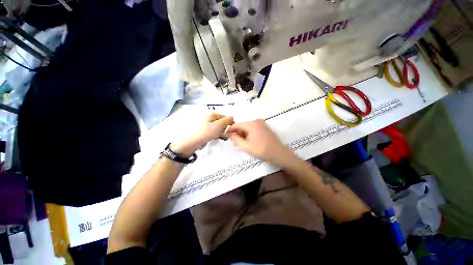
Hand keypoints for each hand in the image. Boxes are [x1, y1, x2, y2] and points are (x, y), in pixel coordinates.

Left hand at [171, 113, 233, 156]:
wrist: (190, 142)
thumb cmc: (205, 132)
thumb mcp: (218, 125)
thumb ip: (226, 120)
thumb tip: (232, 116)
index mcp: (212, 115)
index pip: (224, 116)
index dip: (229, 122)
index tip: (233, 129)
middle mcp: (208, 118)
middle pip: (221, 122)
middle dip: (225, 128)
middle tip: (227, 134)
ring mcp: (205, 125)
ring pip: (217, 128)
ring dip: (222, 132)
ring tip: (224, 138)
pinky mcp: (203, 132)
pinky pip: (212, 132)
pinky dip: (216, 134)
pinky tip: (218, 138)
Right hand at [229, 120, 295, 167]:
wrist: (279, 153)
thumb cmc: (261, 150)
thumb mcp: (246, 146)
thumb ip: (235, 139)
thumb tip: (229, 133)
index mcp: (251, 124)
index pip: (236, 124)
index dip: (231, 131)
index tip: (228, 138)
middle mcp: (256, 121)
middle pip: (242, 125)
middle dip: (238, 133)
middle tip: (237, 143)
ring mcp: (262, 123)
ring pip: (248, 127)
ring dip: (244, 134)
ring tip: (244, 143)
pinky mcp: (265, 127)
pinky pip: (253, 128)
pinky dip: (250, 133)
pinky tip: (251, 141)